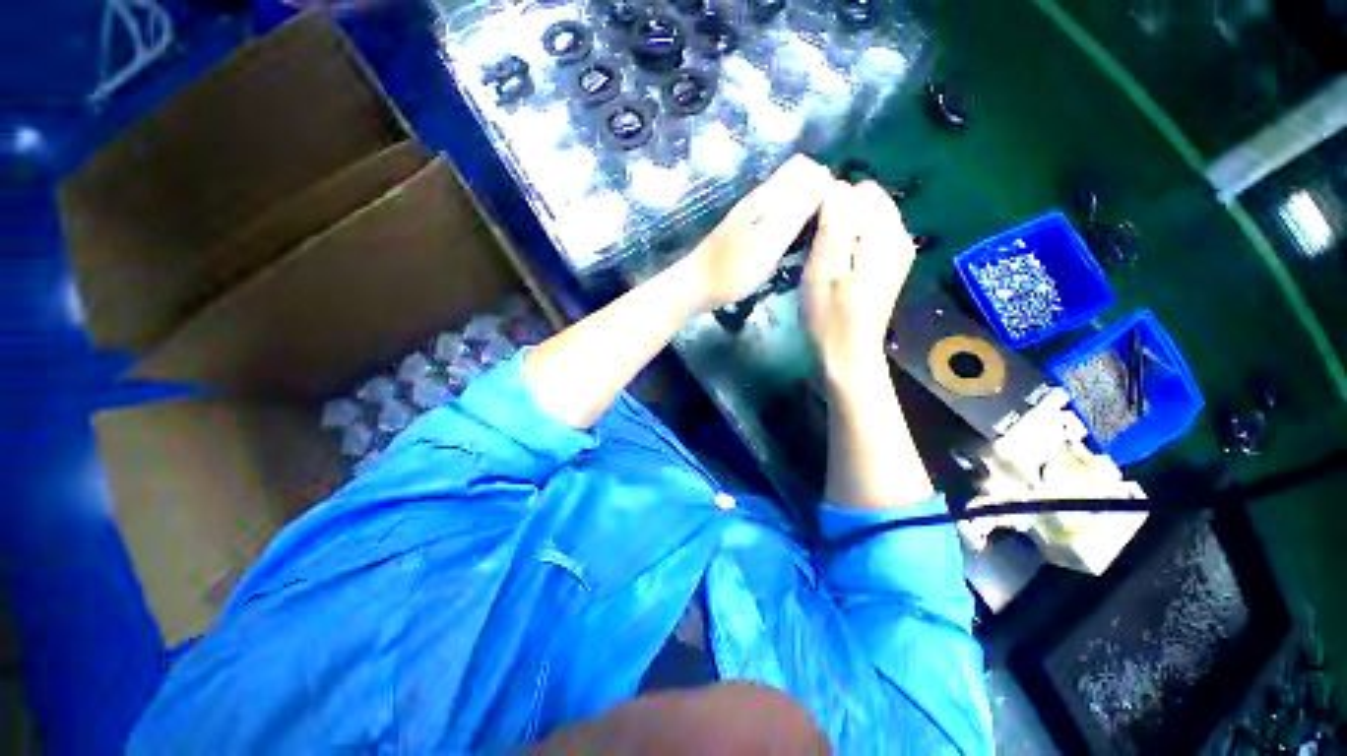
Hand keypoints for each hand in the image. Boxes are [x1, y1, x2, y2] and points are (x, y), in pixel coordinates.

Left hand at [676, 154, 832, 310]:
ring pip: (788, 198)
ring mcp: (753, 214)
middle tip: (827, 228)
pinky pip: (778, 215)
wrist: (698, 285)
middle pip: (798, 180)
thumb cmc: (735, 268)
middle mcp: (761, 197)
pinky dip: (791, 223)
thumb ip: (797, 207)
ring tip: (814, 237)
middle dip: (819, 195)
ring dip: (806, 210)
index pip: (806, 168)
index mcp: (768, 194)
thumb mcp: (770, 239)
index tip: (837, 214)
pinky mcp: (748, 230)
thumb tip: (826, 177)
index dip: (827, 184)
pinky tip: (793, 244)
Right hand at [802, 180, 916, 388]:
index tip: (811, 231)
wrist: (847, 354)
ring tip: (822, 257)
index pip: (859, 191)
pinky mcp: (890, 266)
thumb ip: (834, 223)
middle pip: (866, 202)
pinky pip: (869, 237)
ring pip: (866, 220)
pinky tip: (835, 266)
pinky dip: (850, 243)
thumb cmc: (830, 315)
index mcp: (886, 234)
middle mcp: (900, 236)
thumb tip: (835, 185)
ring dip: (842, 230)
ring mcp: (897, 253)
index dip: (831, 203)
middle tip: (815, 245)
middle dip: (838, 214)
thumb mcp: (824, 267)